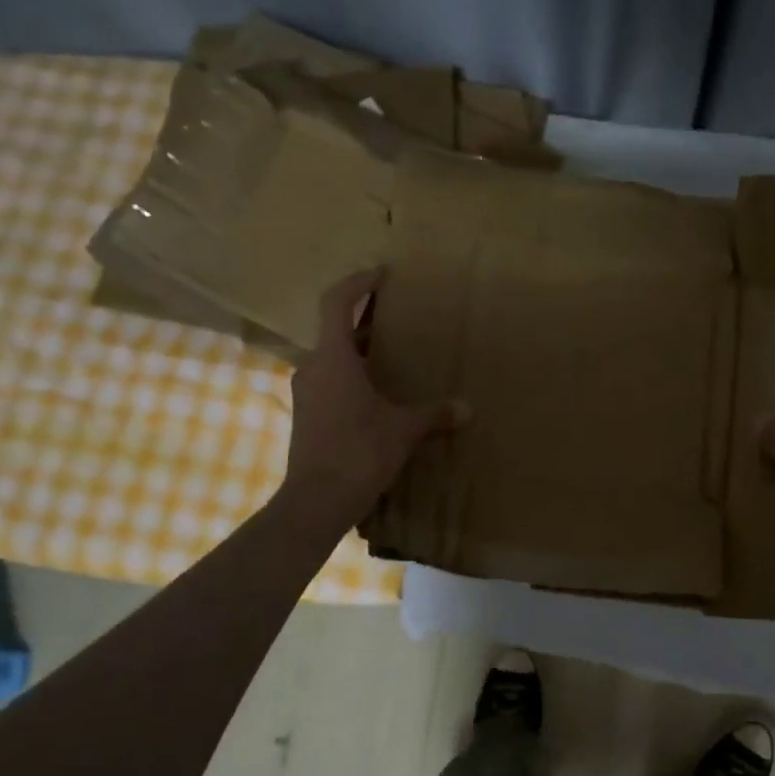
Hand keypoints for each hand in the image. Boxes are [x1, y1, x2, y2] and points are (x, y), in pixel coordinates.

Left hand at [282, 270, 468, 525]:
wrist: (317, 500)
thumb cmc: (360, 453)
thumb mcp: (404, 430)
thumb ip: (435, 414)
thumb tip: (468, 408)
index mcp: (334, 359)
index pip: (337, 302)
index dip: (359, 283)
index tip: (382, 275)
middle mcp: (313, 368)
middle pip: (336, 331)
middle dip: (366, 322)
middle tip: (398, 320)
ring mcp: (306, 393)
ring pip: (333, 359)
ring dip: (359, 353)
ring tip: (391, 358)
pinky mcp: (307, 416)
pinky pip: (330, 383)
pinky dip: (352, 378)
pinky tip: (376, 396)